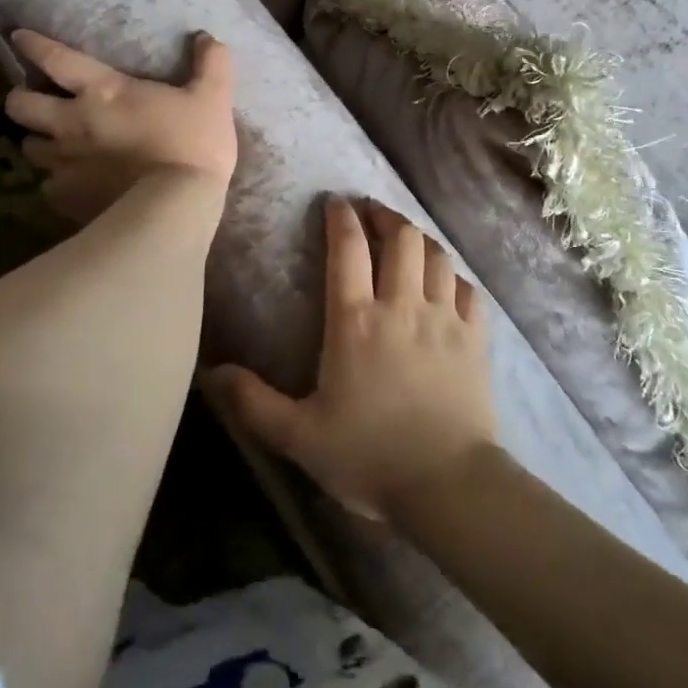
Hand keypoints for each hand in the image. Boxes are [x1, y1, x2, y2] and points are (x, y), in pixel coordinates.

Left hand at [6, 29, 236, 223]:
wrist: (177, 208)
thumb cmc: (193, 145)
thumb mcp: (213, 98)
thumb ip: (211, 64)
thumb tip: (207, 38)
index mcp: (103, 91)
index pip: (56, 59)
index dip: (34, 45)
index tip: (19, 38)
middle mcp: (72, 123)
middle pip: (20, 105)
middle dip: (20, 99)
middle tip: (31, 100)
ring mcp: (65, 164)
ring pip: (29, 147)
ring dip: (37, 141)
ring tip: (51, 144)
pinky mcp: (67, 199)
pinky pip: (48, 187)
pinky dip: (56, 182)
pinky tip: (72, 185)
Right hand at [211, 198, 496, 523]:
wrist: (448, 484)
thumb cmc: (369, 456)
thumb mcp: (299, 435)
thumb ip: (253, 403)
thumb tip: (211, 373)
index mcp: (356, 321)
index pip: (348, 249)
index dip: (341, 218)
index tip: (336, 202)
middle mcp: (402, 306)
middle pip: (401, 238)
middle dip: (385, 216)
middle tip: (372, 213)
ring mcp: (445, 318)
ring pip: (437, 256)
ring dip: (420, 239)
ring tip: (407, 239)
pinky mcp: (476, 338)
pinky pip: (469, 290)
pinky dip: (455, 277)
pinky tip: (448, 282)